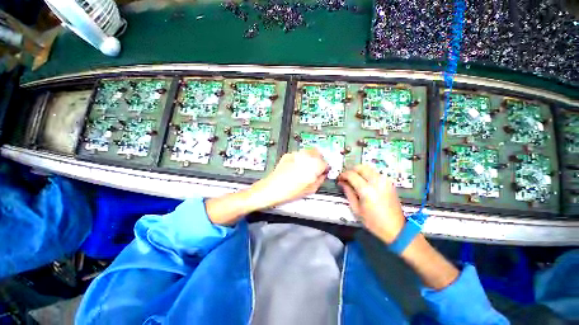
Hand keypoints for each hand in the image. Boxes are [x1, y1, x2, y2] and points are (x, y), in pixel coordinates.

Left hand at [252, 148, 328, 207]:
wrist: (272, 188)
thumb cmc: (290, 191)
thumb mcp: (310, 190)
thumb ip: (320, 180)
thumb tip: (322, 176)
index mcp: (313, 165)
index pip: (325, 163)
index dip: (325, 168)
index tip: (324, 172)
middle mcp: (305, 157)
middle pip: (317, 152)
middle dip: (319, 159)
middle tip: (317, 167)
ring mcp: (295, 154)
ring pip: (307, 151)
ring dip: (310, 157)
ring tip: (306, 167)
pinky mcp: (288, 155)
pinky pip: (298, 154)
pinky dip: (300, 158)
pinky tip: (297, 167)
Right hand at [337, 164, 405, 243]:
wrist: (396, 229)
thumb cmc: (373, 222)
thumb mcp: (356, 209)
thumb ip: (348, 193)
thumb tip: (341, 183)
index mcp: (366, 190)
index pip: (351, 174)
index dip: (343, 175)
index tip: (339, 179)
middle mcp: (376, 181)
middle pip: (360, 167)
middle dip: (351, 170)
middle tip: (346, 178)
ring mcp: (384, 181)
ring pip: (368, 168)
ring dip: (359, 171)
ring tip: (354, 180)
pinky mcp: (389, 183)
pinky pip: (375, 173)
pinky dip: (367, 174)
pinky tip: (364, 183)